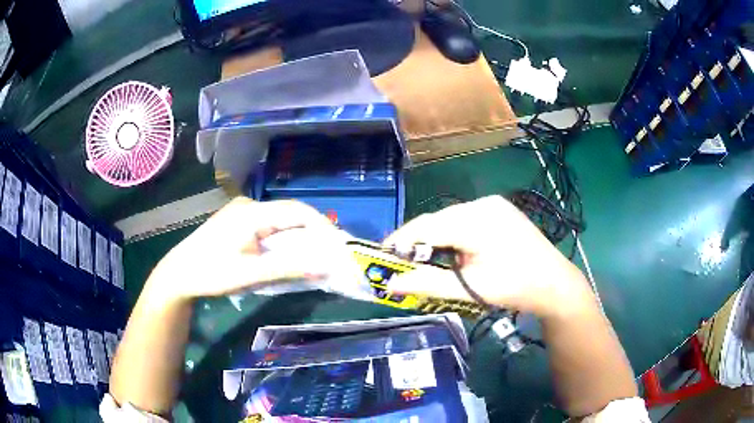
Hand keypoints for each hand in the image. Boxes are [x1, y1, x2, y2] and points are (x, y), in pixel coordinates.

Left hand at [146, 197, 336, 301]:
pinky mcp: (238, 221)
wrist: (179, 274)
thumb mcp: (250, 274)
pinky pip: (269, 226)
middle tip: (329, 254)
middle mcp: (249, 206)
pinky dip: (283, 239)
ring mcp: (242, 212)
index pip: (296, 210)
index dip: (322, 225)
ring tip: (314, 256)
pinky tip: (288, 254)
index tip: (338, 245)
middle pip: (290, 214)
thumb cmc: (211, 273)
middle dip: (312, 233)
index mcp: (251, 213)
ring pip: (280, 220)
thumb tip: (324, 267)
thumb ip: (287, 269)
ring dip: (298, 237)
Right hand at [384, 195, 592, 316]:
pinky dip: (454, 232)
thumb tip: (391, 283)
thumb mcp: (470, 288)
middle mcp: (483, 204)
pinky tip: (456, 250)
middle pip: (438, 220)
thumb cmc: (514, 288)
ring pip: (451, 218)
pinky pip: (466, 217)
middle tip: (405, 262)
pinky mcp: (500, 209)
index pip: (426, 226)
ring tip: (429, 258)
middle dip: (418, 240)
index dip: (401, 240)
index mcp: (476, 221)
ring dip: (436, 237)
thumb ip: (428, 283)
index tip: (383, 255)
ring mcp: (494, 204)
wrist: (554, 283)